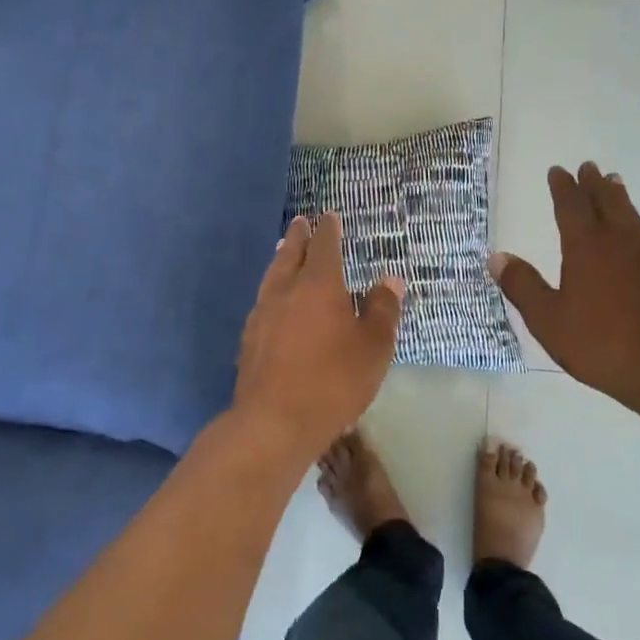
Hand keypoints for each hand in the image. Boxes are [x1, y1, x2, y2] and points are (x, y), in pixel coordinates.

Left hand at [232, 212, 404, 461]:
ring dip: (281, 259)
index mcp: (318, 285)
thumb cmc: (332, 381)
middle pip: (290, 254)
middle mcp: (286, 291)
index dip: (328, 230)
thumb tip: (389, 281)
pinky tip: (274, 302)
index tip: (328, 217)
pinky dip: (272, 290)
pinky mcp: (249, 339)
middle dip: (298, 237)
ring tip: (283, 251)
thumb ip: (381, 310)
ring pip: (272, 275)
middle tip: (301, 222)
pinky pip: (263, 301)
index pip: (324, 246)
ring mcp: (262, 314)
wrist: (273, 422)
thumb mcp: (373, 347)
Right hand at [490, 163, 639, 413]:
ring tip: (615, 184)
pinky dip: (637, 227)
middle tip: (589, 167)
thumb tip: (496, 256)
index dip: (563, 188)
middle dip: (594, 184)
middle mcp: (618, 243)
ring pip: (630, 216)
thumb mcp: (548, 319)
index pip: (571, 207)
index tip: (558, 171)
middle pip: (606, 203)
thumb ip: (523, 286)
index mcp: (586, 247)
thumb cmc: (600, 342)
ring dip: (619, 198)